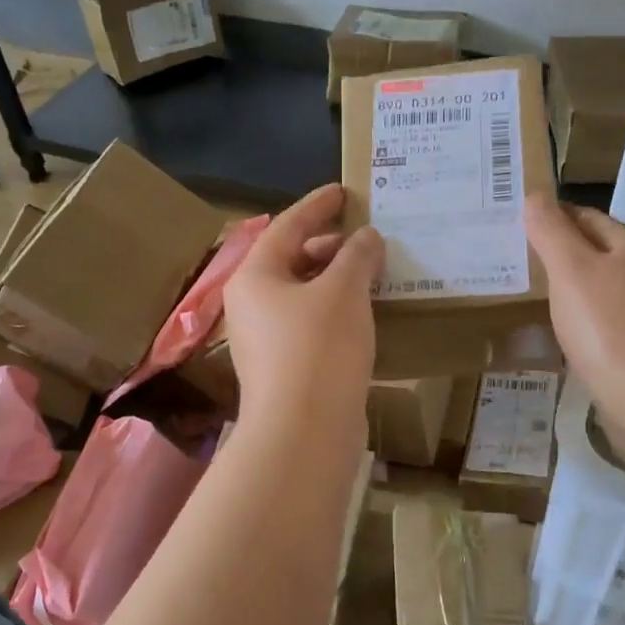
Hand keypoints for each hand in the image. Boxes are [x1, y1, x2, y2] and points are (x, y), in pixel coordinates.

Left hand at [224, 185, 383, 426]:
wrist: (302, 432)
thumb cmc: (318, 348)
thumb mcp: (343, 291)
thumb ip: (357, 255)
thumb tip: (366, 237)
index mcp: (256, 276)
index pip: (286, 226)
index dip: (317, 205)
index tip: (343, 191)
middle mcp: (252, 304)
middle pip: (291, 260)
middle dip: (330, 246)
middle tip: (366, 238)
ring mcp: (265, 340)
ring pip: (302, 295)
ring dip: (335, 280)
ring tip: (372, 273)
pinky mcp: (284, 368)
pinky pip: (310, 324)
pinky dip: (336, 310)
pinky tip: (364, 314)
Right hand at [524, 194, 624, 445]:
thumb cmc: (611, 331)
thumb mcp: (572, 272)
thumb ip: (551, 232)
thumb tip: (535, 195)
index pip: (586, 217)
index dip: (551, 217)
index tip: (514, 226)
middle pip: (597, 254)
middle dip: (560, 254)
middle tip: (514, 263)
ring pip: (602, 292)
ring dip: (571, 292)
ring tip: (530, 299)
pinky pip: (606, 327)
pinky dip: (583, 325)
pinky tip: (563, 338)